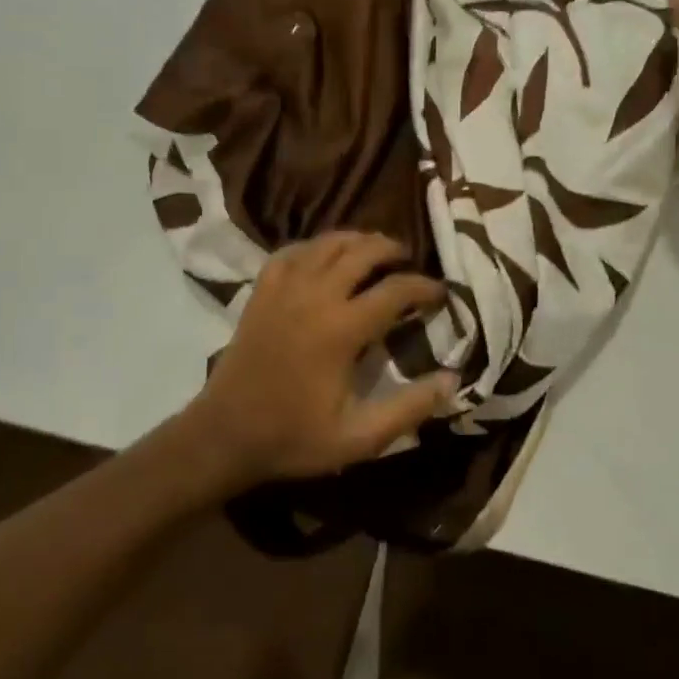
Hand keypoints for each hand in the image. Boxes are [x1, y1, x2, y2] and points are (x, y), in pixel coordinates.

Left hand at [186, 233, 454, 488]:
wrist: (225, 434)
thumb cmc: (294, 437)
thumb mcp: (360, 437)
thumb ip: (409, 408)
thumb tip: (453, 379)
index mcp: (342, 328)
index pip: (395, 289)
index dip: (424, 287)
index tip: (440, 293)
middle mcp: (315, 295)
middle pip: (362, 250)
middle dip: (392, 249)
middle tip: (408, 261)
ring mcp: (284, 288)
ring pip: (327, 242)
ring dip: (356, 240)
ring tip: (374, 251)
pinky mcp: (262, 290)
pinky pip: (292, 251)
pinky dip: (314, 246)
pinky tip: (323, 256)